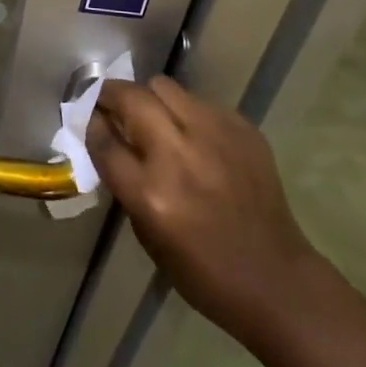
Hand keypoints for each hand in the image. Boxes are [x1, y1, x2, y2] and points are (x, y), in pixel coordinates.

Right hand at [88, 77, 315, 343]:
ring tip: (155, 117)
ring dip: (150, 99)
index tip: (89, 118)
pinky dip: (187, 113)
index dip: (91, 123)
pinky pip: (200, 102)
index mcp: (150, 193)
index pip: (104, 141)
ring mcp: (214, 135)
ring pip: (165, 87)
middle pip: (132, 97)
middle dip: (113, 95)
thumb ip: (126, 182)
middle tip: (112, 105)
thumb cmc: (203, 272)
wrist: (275, 279)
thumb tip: (113, 139)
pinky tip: (195, 136)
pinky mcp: (241, 128)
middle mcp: (179, 155)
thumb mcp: (148, 234)